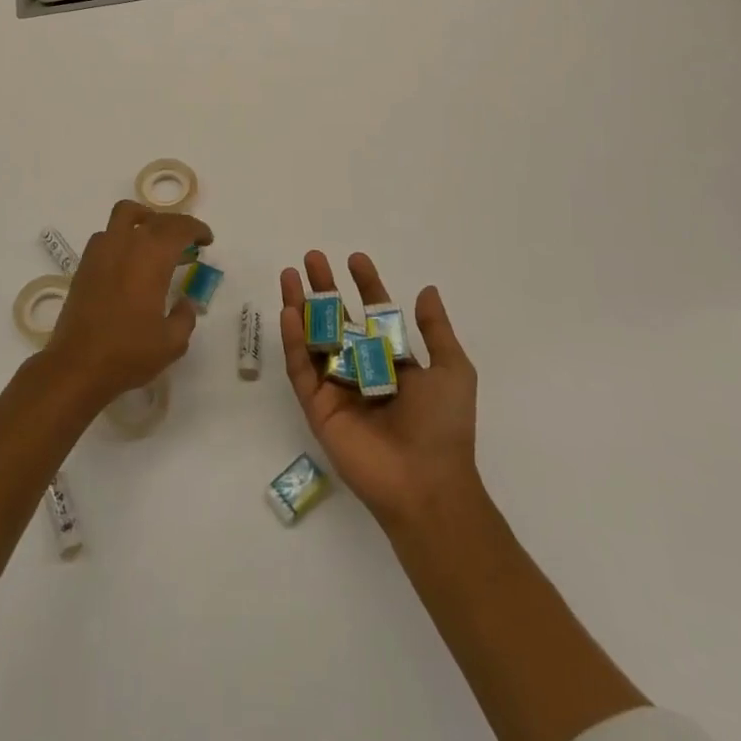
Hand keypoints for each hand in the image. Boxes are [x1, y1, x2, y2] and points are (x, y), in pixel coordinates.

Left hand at [44, 199, 212, 409]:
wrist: (77, 365)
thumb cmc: (128, 353)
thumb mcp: (172, 342)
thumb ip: (185, 316)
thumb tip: (184, 302)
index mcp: (152, 257)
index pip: (179, 228)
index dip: (196, 229)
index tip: (207, 240)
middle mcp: (126, 244)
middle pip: (156, 218)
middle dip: (176, 224)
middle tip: (188, 241)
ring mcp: (101, 251)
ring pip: (125, 214)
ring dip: (145, 219)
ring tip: (156, 240)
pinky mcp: (85, 264)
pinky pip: (107, 234)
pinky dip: (123, 235)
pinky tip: (129, 260)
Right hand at [279, 250, 479, 531]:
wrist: (426, 482)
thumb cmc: (443, 424)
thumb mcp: (451, 369)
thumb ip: (436, 330)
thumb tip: (428, 290)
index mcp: (393, 361)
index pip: (375, 314)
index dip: (366, 285)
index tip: (355, 258)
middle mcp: (362, 369)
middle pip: (337, 320)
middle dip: (324, 288)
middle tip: (312, 257)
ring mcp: (336, 387)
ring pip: (313, 339)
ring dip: (300, 306)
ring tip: (289, 276)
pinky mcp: (317, 406)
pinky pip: (301, 368)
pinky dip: (293, 340)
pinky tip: (289, 312)